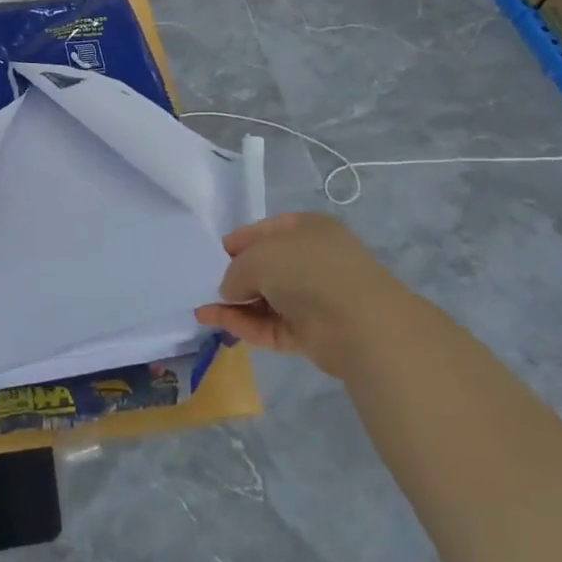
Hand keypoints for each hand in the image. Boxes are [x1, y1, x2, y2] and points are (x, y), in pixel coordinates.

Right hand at [194, 212, 404, 376]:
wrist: (359, 324)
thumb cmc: (308, 270)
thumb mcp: (259, 256)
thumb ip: (236, 270)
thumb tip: (230, 290)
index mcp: (308, 228)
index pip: (267, 230)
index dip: (241, 240)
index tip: (217, 252)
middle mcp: (313, 260)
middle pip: (267, 266)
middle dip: (237, 275)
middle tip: (209, 282)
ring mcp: (314, 298)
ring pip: (267, 298)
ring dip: (236, 303)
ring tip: (202, 307)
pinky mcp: (311, 333)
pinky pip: (270, 325)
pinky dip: (243, 324)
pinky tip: (213, 321)